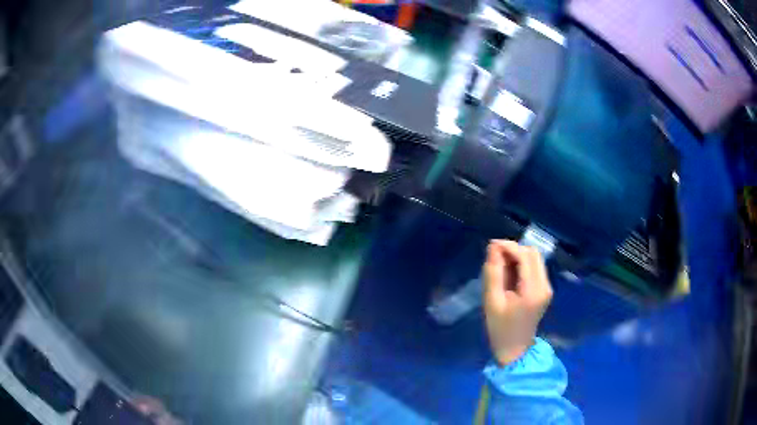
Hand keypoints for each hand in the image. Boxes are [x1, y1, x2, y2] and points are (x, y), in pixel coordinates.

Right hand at [483, 240, 552, 365]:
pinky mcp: (545, 290)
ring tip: (500, 264)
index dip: (509, 247)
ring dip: (518, 256)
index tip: (491, 246)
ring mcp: (547, 288)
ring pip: (535, 259)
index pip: (525, 257)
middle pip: (533, 254)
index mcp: (533, 291)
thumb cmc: (500, 328)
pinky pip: (535, 268)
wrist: (515, 350)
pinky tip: (509, 273)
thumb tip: (493, 247)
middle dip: (514, 249)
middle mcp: (545, 286)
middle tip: (494, 255)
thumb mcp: (492, 301)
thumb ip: (493, 273)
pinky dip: (521, 264)